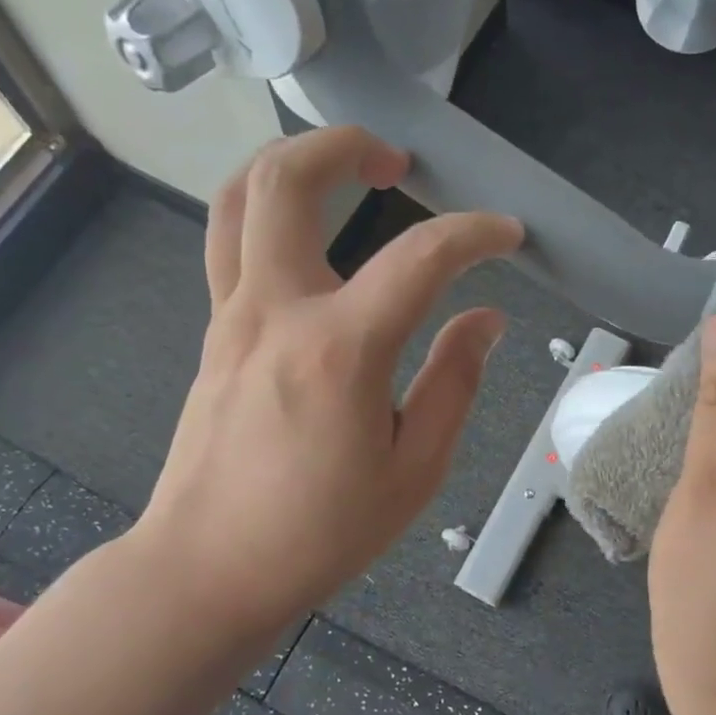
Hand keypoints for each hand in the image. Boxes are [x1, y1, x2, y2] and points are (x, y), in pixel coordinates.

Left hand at [127, 126, 521, 648]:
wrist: (208, 568)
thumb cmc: (319, 533)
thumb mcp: (413, 472)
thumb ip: (454, 384)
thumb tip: (485, 320)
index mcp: (339, 350)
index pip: (419, 257)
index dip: (474, 234)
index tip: (507, 235)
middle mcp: (276, 311)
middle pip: (286, 180)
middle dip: (345, 145)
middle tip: (397, 161)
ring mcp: (232, 317)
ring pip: (238, 198)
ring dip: (291, 163)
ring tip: (344, 174)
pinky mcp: (215, 335)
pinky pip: (231, 243)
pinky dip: (270, 213)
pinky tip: (312, 241)